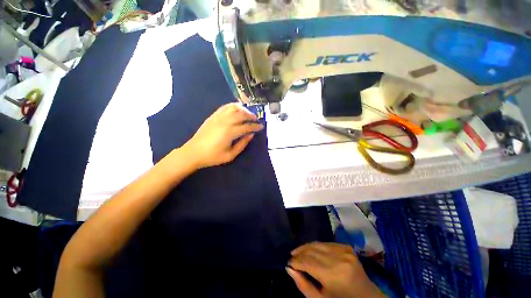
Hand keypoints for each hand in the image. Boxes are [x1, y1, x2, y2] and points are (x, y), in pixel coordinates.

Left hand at [182, 103, 263, 168]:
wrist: (193, 152)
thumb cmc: (212, 156)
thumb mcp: (230, 155)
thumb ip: (242, 144)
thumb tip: (251, 135)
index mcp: (230, 132)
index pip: (246, 126)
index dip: (255, 126)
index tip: (261, 127)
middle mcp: (225, 122)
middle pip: (241, 114)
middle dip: (251, 116)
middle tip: (256, 119)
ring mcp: (218, 117)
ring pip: (234, 108)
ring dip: (243, 109)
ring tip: (248, 113)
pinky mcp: (213, 116)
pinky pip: (224, 107)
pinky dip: (232, 106)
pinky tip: (237, 108)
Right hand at [287, 242, 383, 297]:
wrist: (367, 297)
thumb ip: (303, 285)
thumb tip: (289, 268)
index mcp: (333, 275)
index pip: (307, 262)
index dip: (296, 261)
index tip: (288, 262)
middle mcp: (338, 258)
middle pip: (312, 250)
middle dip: (299, 253)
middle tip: (291, 256)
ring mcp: (344, 250)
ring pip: (317, 244)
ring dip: (306, 247)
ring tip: (298, 251)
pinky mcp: (346, 246)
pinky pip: (325, 243)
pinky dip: (316, 246)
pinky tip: (312, 250)